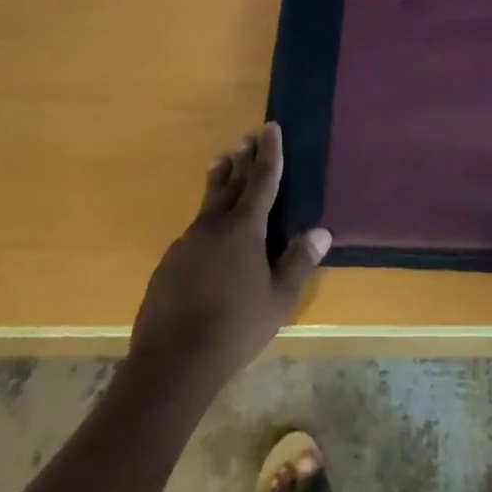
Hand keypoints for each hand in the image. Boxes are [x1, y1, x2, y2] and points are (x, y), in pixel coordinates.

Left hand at [127, 123, 329, 393]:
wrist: (170, 364)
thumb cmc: (234, 329)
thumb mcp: (278, 300)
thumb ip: (299, 263)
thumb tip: (322, 232)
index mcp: (244, 230)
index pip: (262, 181)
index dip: (269, 153)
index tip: (270, 127)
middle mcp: (213, 227)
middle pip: (231, 183)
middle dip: (243, 159)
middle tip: (248, 136)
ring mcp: (186, 244)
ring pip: (208, 203)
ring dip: (221, 180)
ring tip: (224, 162)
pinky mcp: (169, 263)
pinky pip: (195, 229)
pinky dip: (208, 217)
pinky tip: (209, 230)